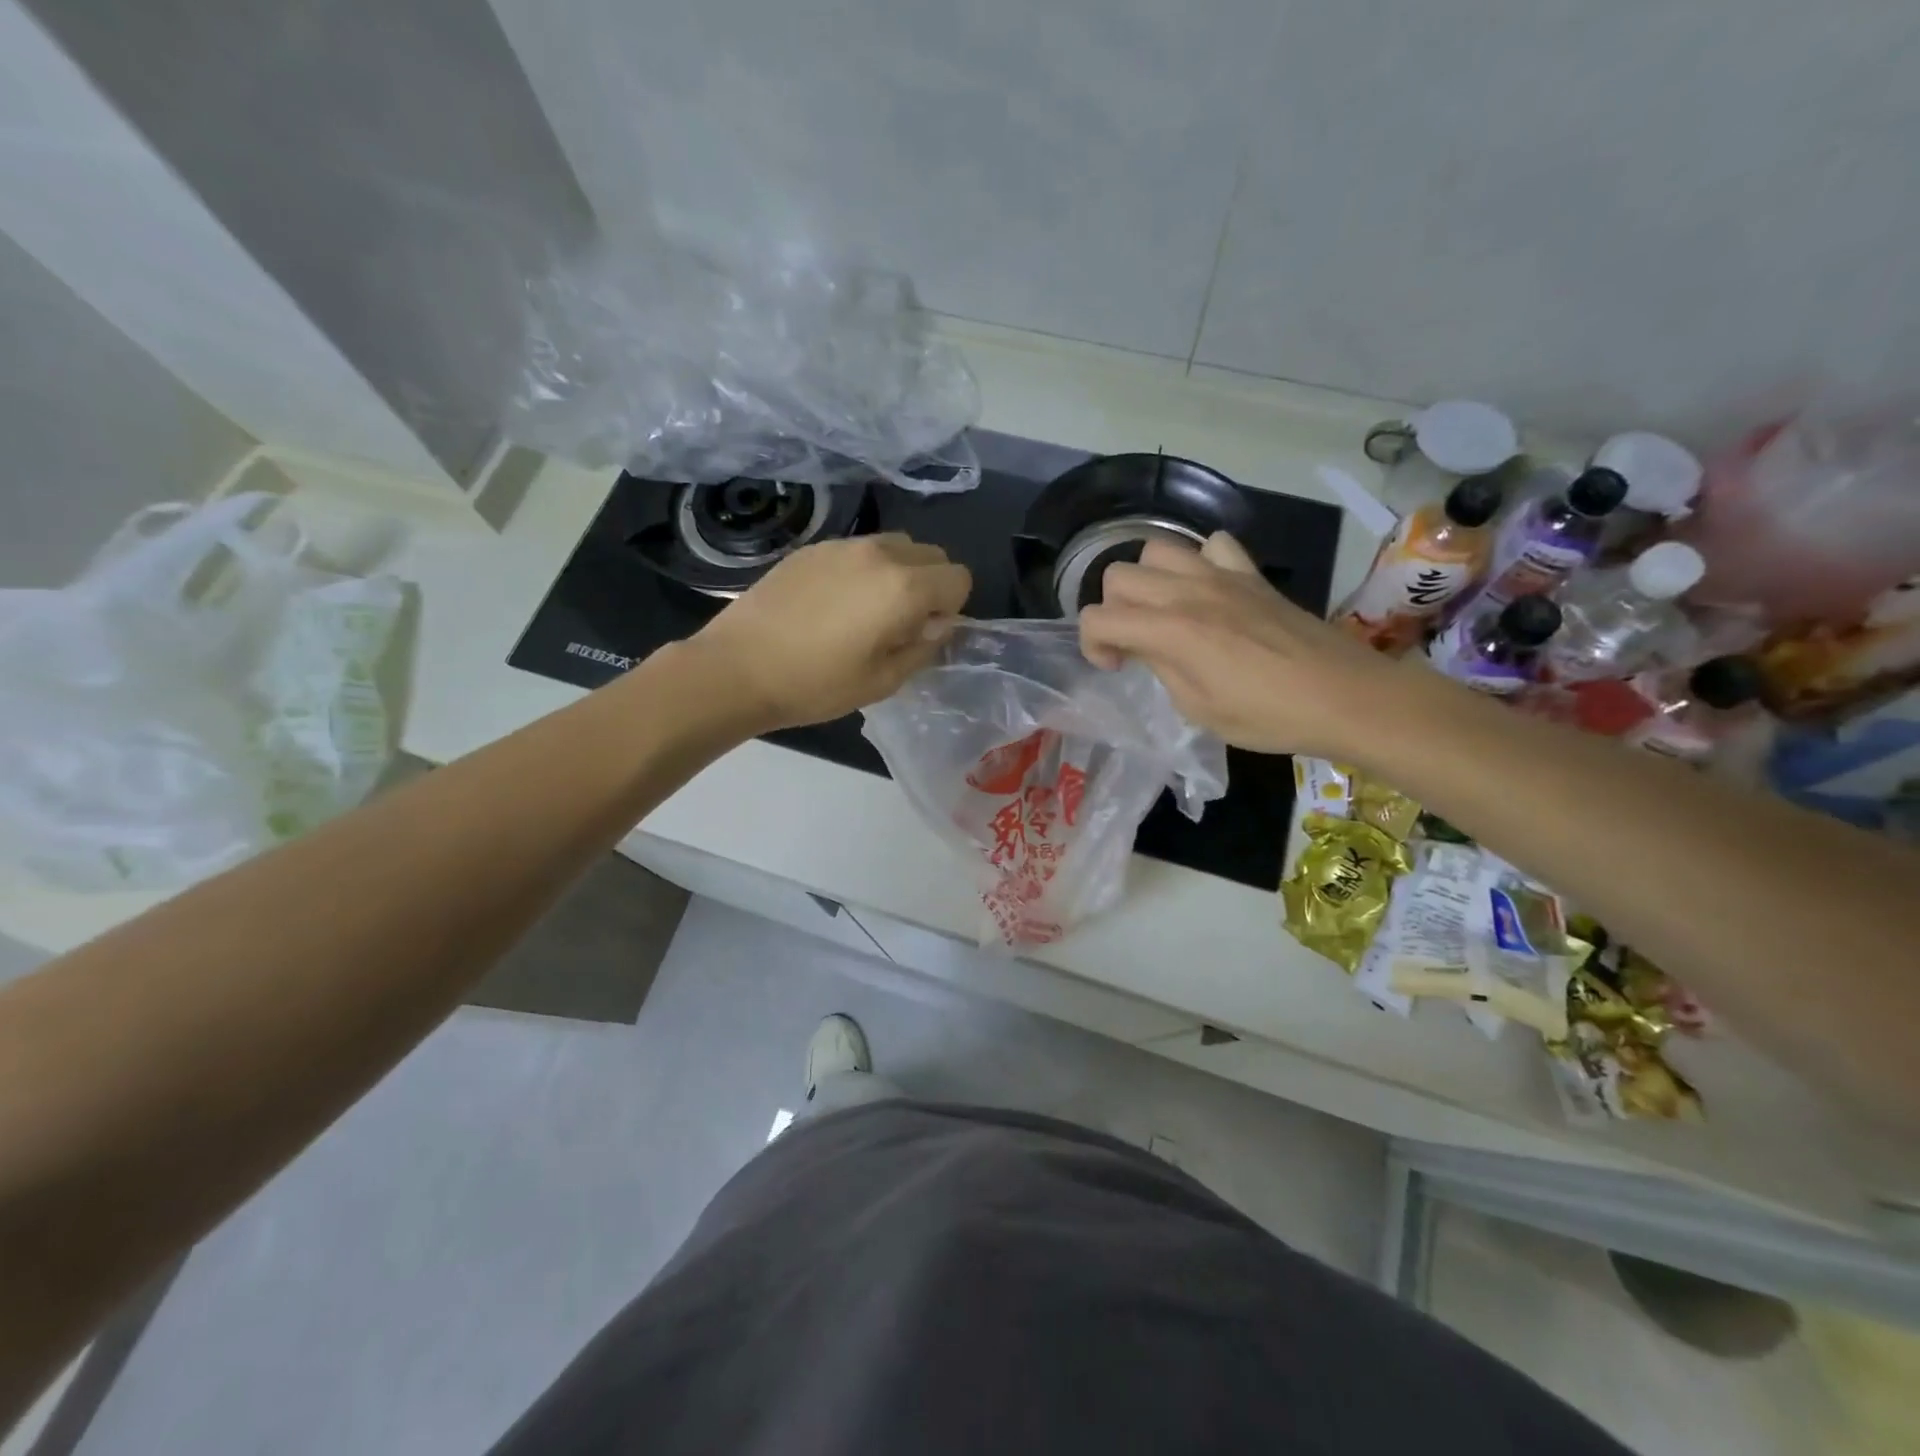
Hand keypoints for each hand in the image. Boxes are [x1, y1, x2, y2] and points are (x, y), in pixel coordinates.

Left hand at [686, 533, 971, 729]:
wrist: (737, 668)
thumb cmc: (816, 684)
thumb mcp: (883, 681)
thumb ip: (923, 648)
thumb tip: (940, 625)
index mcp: (904, 587)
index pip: (959, 578)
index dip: (952, 608)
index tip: (923, 634)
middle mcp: (879, 553)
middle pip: (932, 554)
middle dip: (930, 585)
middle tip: (899, 623)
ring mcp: (842, 545)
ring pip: (895, 545)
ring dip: (898, 573)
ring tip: (865, 611)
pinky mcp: (812, 548)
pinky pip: (858, 549)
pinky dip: (863, 569)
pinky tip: (831, 604)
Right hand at [1078, 532, 1402, 756]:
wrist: (1344, 696)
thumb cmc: (1268, 716)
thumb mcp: (1198, 709)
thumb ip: (1163, 668)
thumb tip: (1150, 648)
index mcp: (1171, 630)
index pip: (1097, 617)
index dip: (1091, 644)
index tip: (1115, 668)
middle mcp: (1188, 592)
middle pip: (1119, 575)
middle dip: (1113, 610)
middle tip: (1134, 642)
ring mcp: (1223, 576)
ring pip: (1158, 549)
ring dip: (1148, 580)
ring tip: (1163, 611)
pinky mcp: (1252, 574)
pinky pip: (1212, 544)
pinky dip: (1199, 562)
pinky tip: (1208, 591)